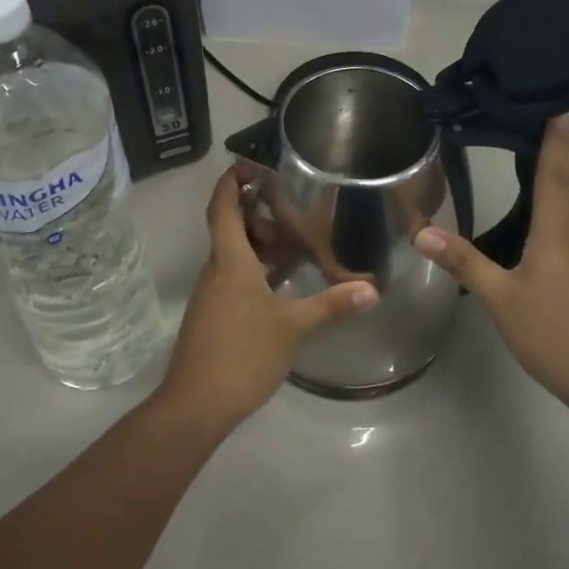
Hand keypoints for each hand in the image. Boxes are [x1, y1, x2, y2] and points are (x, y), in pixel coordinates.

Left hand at [157, 168, 377, 434]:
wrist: (196, 405)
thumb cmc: (241, 355)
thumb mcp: (292, 328)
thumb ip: (331, 305)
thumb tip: (373, 289)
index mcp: (230, 261)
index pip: (222, 208)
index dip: (231, 181)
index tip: (250, 163)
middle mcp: (217, 270)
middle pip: (230, 227)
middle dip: (256, 208)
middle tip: (290, 198)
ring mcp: (214, 293)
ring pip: (235, 253)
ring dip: (260, 240)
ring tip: (297, 233)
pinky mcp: (216, 314)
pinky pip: (237, 276)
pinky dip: (259, 267)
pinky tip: (285, 279)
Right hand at [413, 115, 568, 419]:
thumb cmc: (556, 335)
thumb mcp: (501, 300)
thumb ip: (464, 262)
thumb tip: (419, 230)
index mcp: (561, 230)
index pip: (558, 171)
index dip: (558, 137)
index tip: (557, 104)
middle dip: (565, 143)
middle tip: (550, 112)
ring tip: (549, 146)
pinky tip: (555, 207)